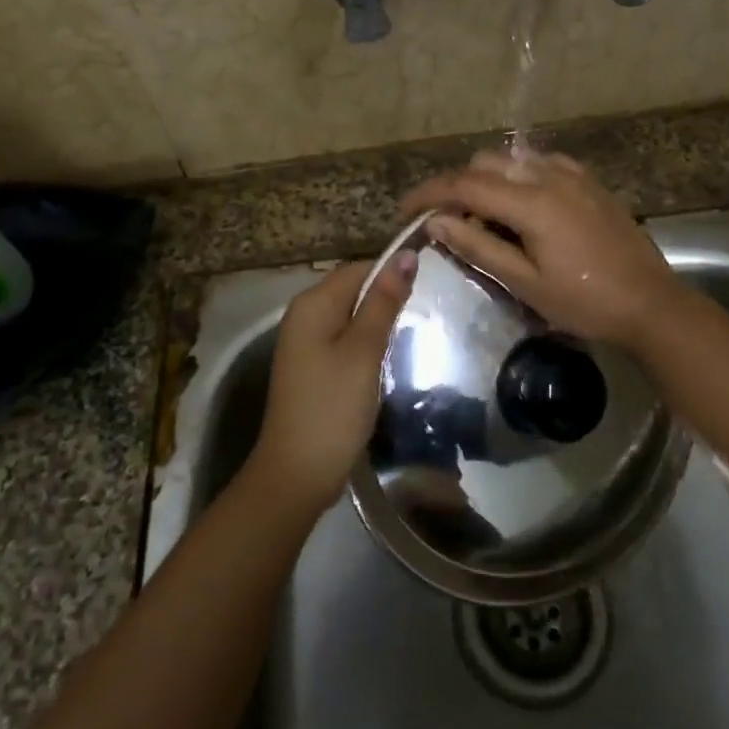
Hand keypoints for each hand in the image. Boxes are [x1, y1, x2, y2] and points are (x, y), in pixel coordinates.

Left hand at [248, 254, 414, 516]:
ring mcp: (305, 342)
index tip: (430, 286)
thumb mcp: (364, 350)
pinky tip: (387, 357)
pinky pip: (344, 338)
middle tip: (428, 312)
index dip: (393, 272)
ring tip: (415, 332)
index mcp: (313, 303)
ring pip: (351, 315)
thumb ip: (384, 302)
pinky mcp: (312, 366)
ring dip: (379, 321)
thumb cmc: (333, 407)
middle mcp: (304, 315)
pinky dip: (367, 342)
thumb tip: (405, 255)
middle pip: (354, 289)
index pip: (360, 268)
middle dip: (387, 297)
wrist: (297, 474)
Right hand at [400, 150, 684, 345]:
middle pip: (484, 164)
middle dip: (456, 187)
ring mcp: (572, 175)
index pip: (464, 185)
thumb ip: (479, 247)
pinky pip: (541, 163)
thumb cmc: (584, 301)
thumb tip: (437, 223)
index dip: (428, 195)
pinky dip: (519, 175)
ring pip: (512, 159)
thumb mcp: (525, 283)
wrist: (650, 303)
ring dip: (487, 180)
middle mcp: (548, 176)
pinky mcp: (589, 181)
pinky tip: (522, 203)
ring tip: (484, 217)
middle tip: (447, 223)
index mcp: (530, 202)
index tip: (404, 211)